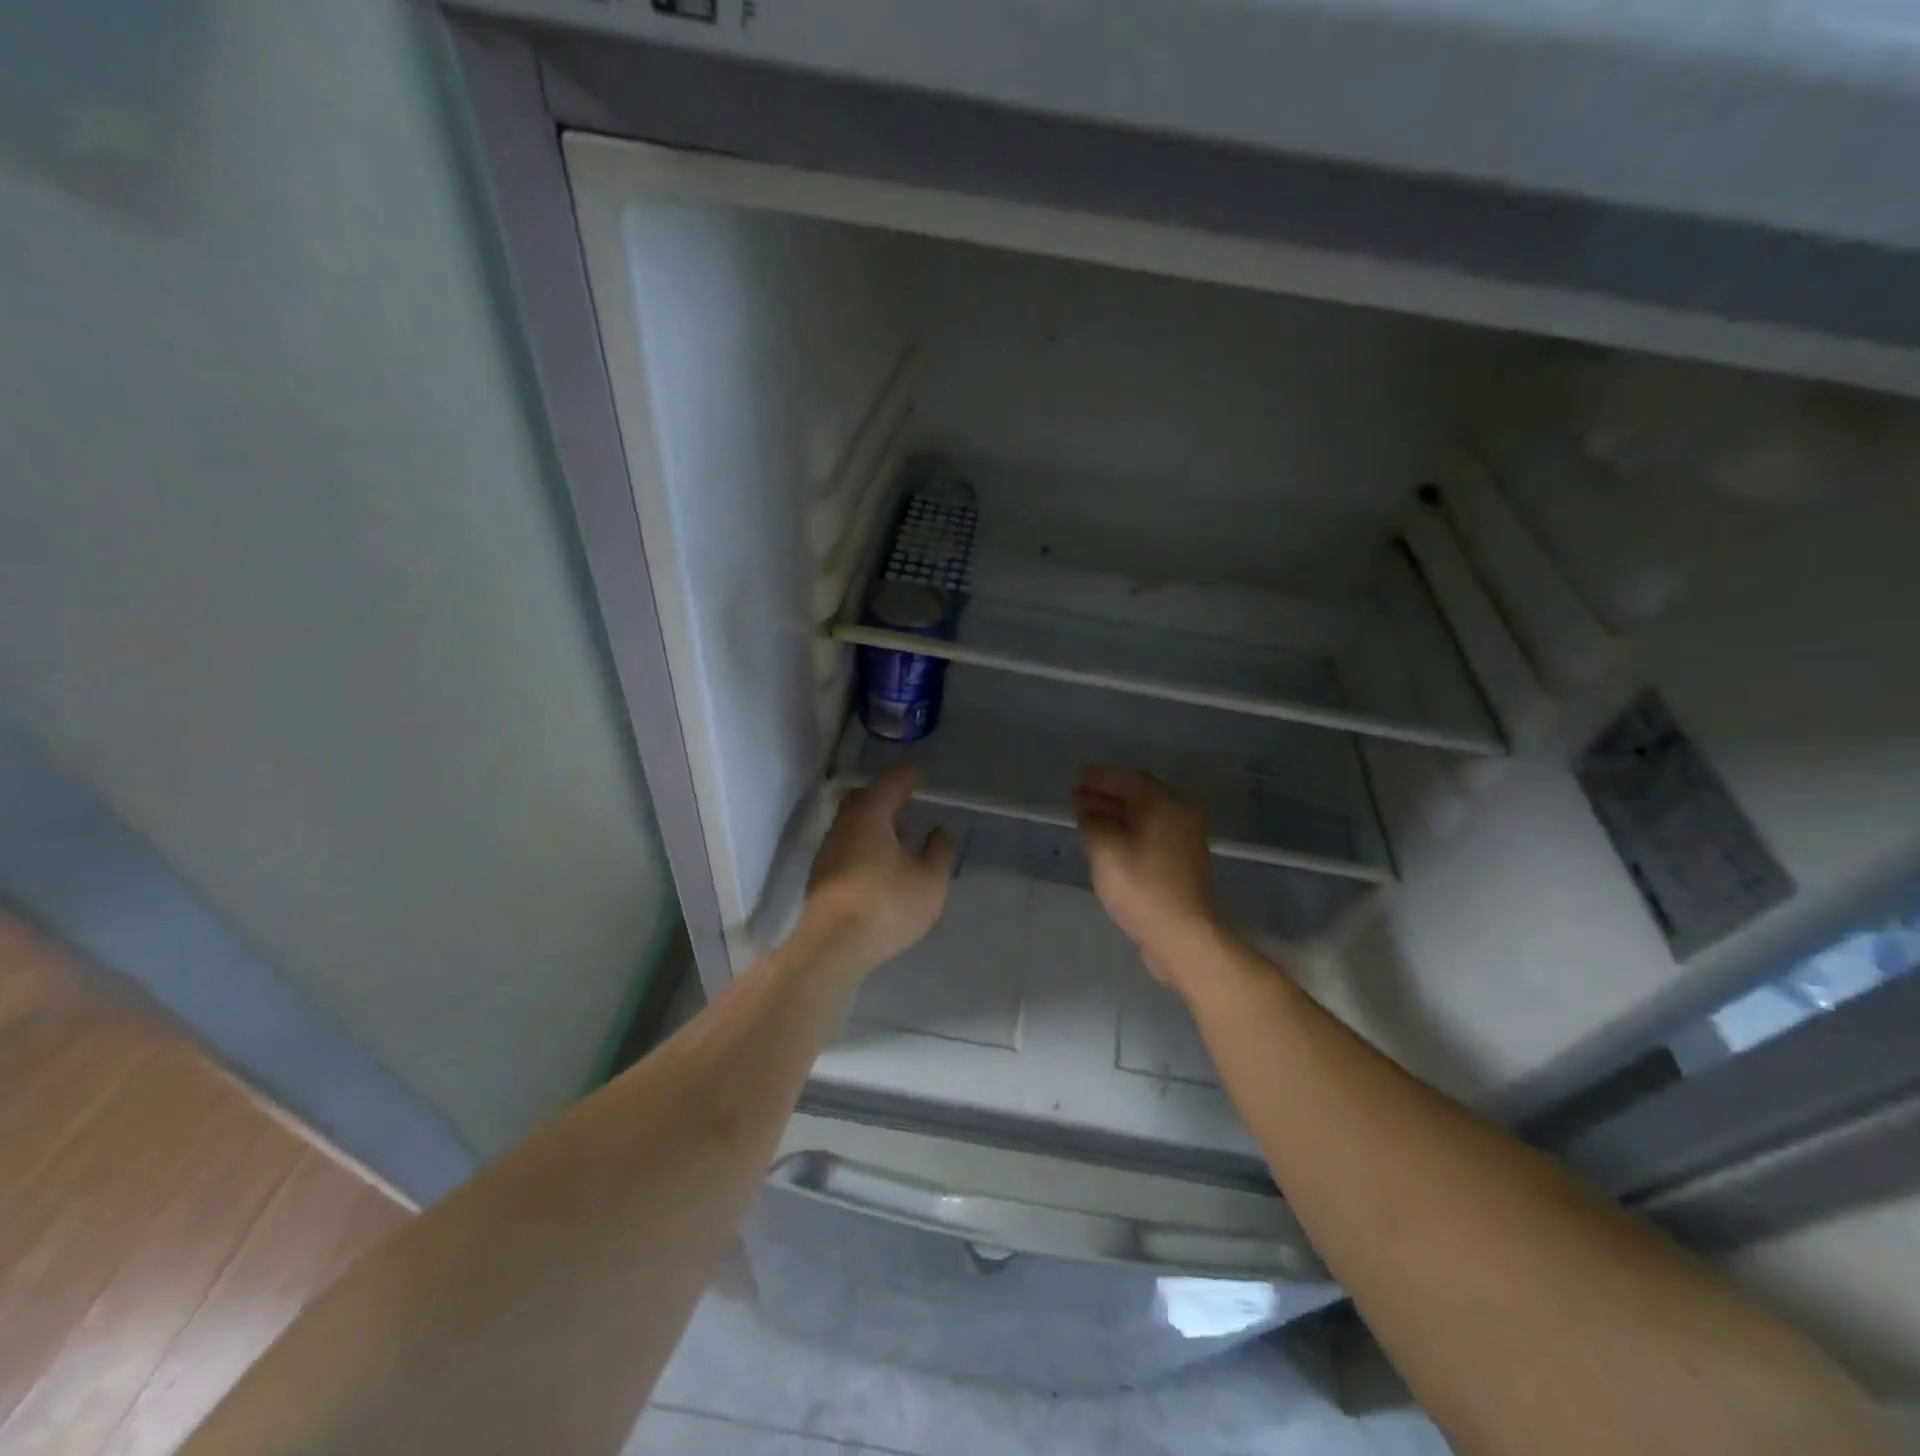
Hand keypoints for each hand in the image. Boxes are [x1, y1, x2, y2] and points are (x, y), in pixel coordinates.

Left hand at [800, 765, 956, 979]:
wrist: (832, 946)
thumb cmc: (887, 904)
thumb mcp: (929, 879)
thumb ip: (939, 850)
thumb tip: (940, 830)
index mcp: (870, 815)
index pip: (891, 782)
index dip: (907, 775)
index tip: (920, 773)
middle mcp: (844, 824)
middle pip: (865, 799)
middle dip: (886, 796)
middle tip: (907, 800)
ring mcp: (828, 850)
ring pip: (854, 824)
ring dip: (876, 823)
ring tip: (900, 835)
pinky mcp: (821, 876)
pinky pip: (848, 846)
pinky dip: (866, 844)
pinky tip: (881, 864)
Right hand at [1073, 766, 1226, 986]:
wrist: (1183, 935)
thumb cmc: (1142, 886)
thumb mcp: (1106, 849)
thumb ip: (1093, 822)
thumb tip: (1089, 811)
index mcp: (1165, 804)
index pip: (1128, 778)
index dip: (1100, 776)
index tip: (1075, 777)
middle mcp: (1180, 814)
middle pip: (1139, 795)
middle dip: (1105, 794)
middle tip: (1075, 795)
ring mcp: (1184, 839)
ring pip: (1144, 816)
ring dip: (1115, 813)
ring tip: (1085, 816)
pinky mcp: (1182, 862)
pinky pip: (1149, 834)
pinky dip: (1127, 830)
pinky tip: (1107, 840)